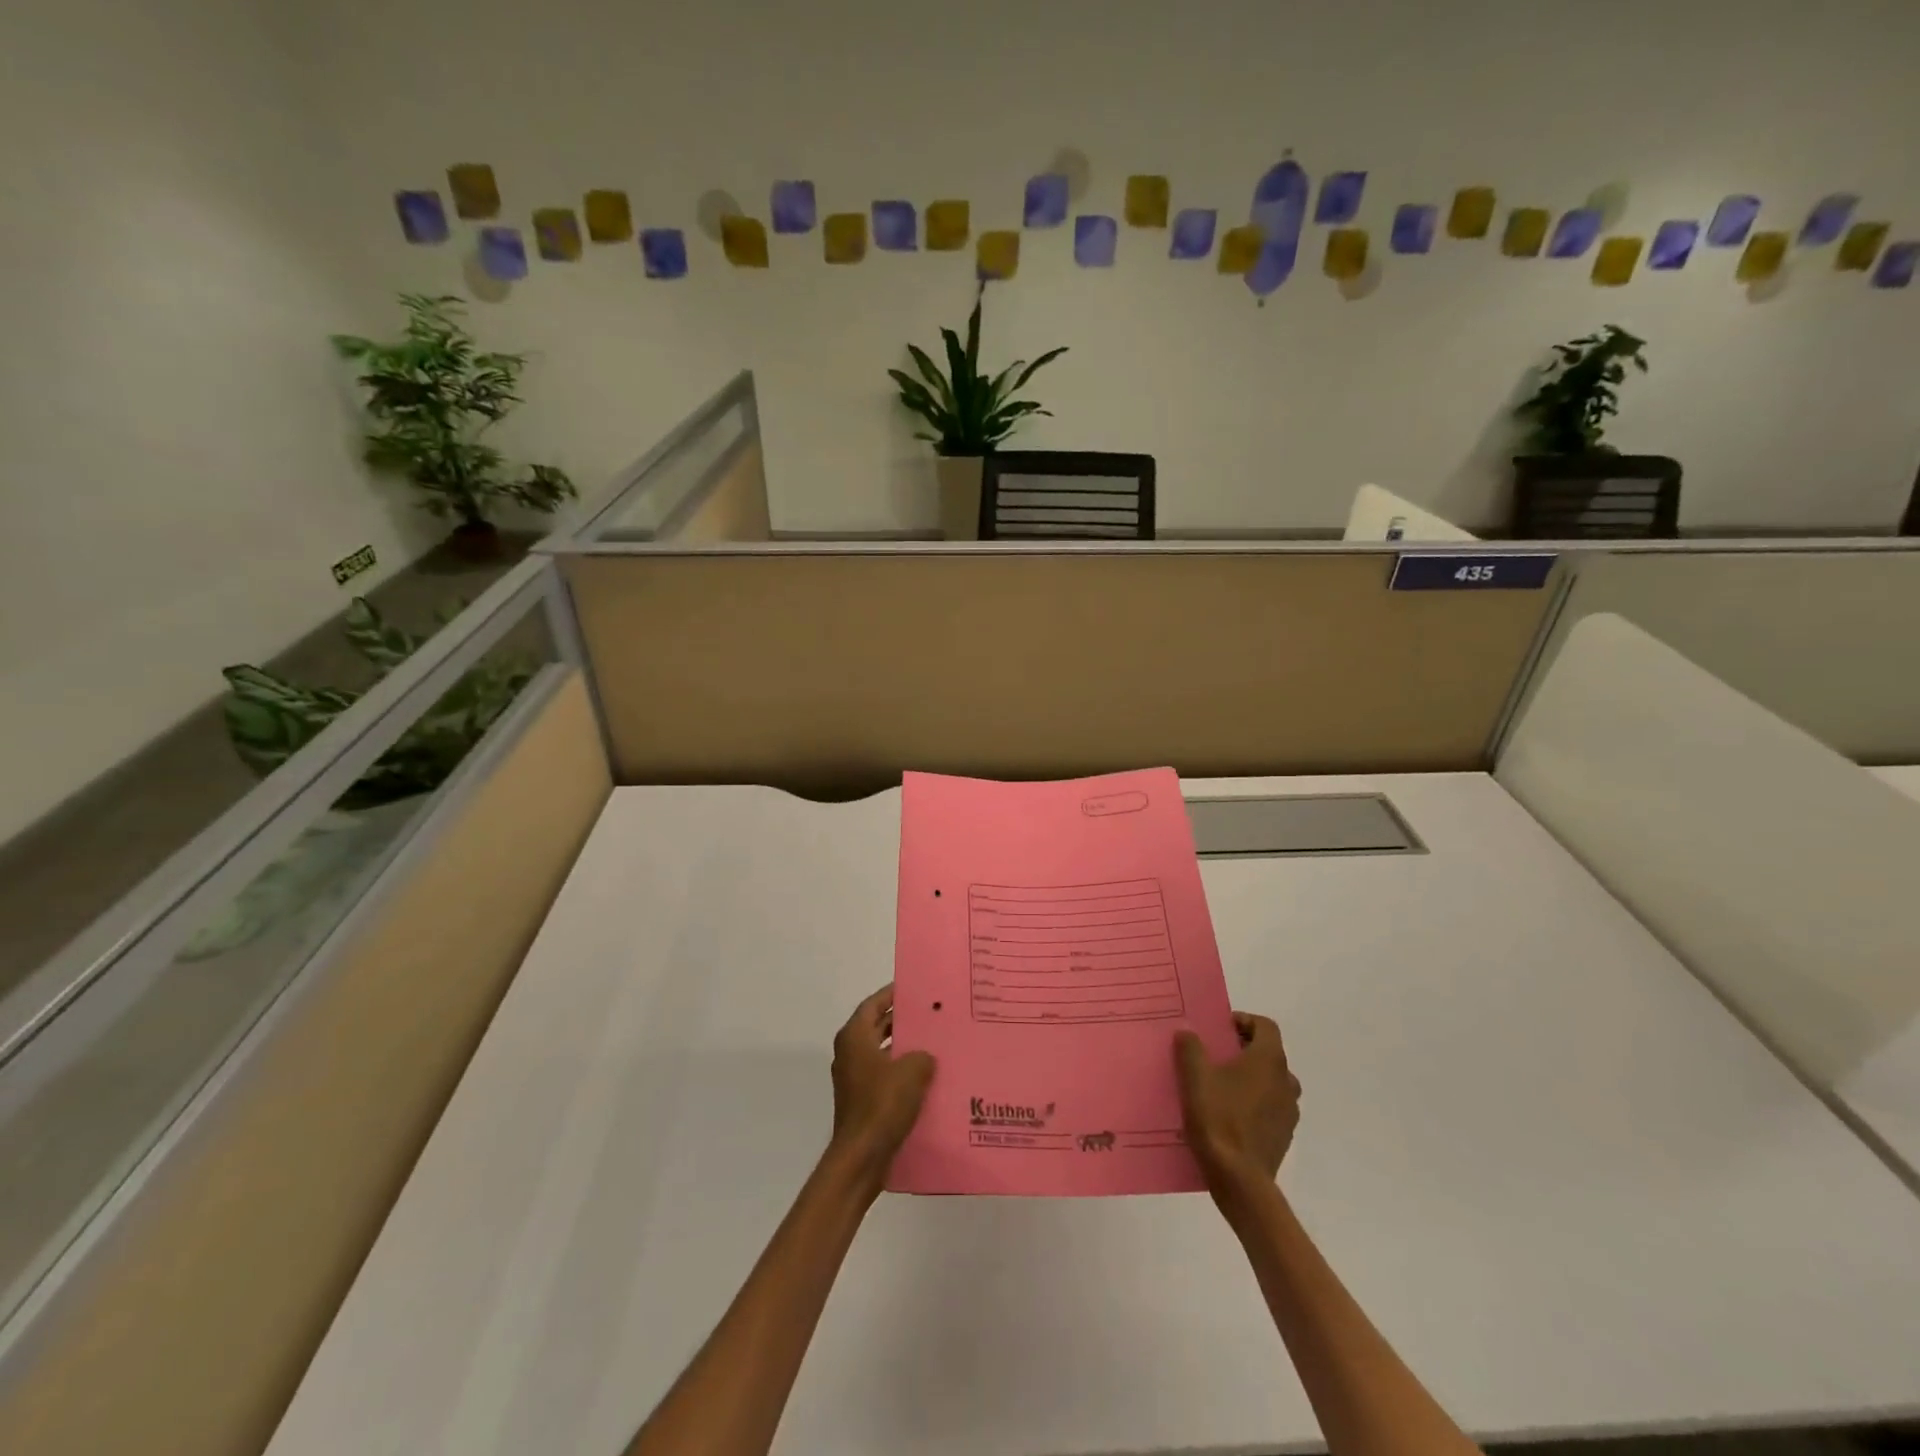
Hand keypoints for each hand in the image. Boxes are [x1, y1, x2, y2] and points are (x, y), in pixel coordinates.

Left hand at [829, 985, 935, 1192]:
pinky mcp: (862, 1100)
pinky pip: (884, 1074)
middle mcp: (850, 1053)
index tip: (915, 988)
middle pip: (877, 1026)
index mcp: (854, 1037)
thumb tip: (925, 1056)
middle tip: (931, 1013)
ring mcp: (854, 1078)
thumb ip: (922, 1055)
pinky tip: (927, 1076)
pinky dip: (901, 1070)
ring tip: (934, 1042)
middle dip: (902, 1020)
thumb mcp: (912, 1072)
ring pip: (882, 1051)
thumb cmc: (882, 1105)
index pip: (873, 1004)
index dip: (892, 994)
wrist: (861, 1158)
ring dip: (904, 1047)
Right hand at [1174, 1012, 1300, 1199]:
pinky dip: (1255, 1103)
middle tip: (1215, 1056)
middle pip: (1269, 1053)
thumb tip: (1188, 1030)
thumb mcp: (1195, 1078)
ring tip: (1222, 1086)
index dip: (1243, 1021)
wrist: (1240, 1180)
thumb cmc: (1218, 1119)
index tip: (1219, 1030)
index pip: (1265, 1026)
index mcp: (1269, 1061)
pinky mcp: (1284, 1136)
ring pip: (1272, 1082)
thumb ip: (1191, 1048)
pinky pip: (1271, 1108)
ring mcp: (1289, 1111)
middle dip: (1244, 1050)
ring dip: (1251, 1078)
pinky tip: (1230, 1115)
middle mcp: (1286, 1081)